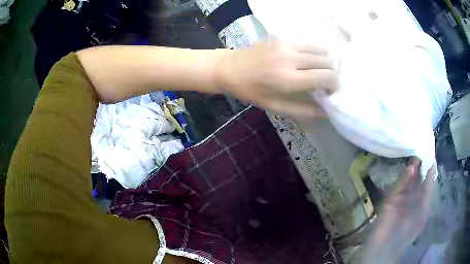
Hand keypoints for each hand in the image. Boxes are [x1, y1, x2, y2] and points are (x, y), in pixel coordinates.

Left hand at [215, 38, 338, 118]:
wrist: (230, 68)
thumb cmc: (252, 91)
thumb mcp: (275, 106)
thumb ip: (303, 110)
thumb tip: (326, 112)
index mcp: (288, 79)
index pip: (326, 76)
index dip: (335, 84)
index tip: (331, 91)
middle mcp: (290, 58)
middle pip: (326, 62)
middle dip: (331, 74)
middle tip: (324, 83)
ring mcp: (286, 44)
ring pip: (320, 50)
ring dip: (325, 62)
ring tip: (318, 71)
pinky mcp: (282, 37)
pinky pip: (308, 43)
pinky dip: (314, 52)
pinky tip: (307, 60)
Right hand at [363, 158, 435, 262]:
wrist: (386, 248)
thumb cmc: (409, 232)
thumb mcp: (424, 210)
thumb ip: (428, 189)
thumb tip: (431, 167)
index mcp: (421, 201)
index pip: (426, 181)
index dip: (429, 168)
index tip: (431, 152)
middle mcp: (412, 198)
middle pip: (417, 178)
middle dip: (420, 165)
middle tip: (422, 149)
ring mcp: (400, 199)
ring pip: (407, 180)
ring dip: (412, 168)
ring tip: (416, 154)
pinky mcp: (390, 200)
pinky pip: (399, 186)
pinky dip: (404, 177)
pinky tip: (410, 168)